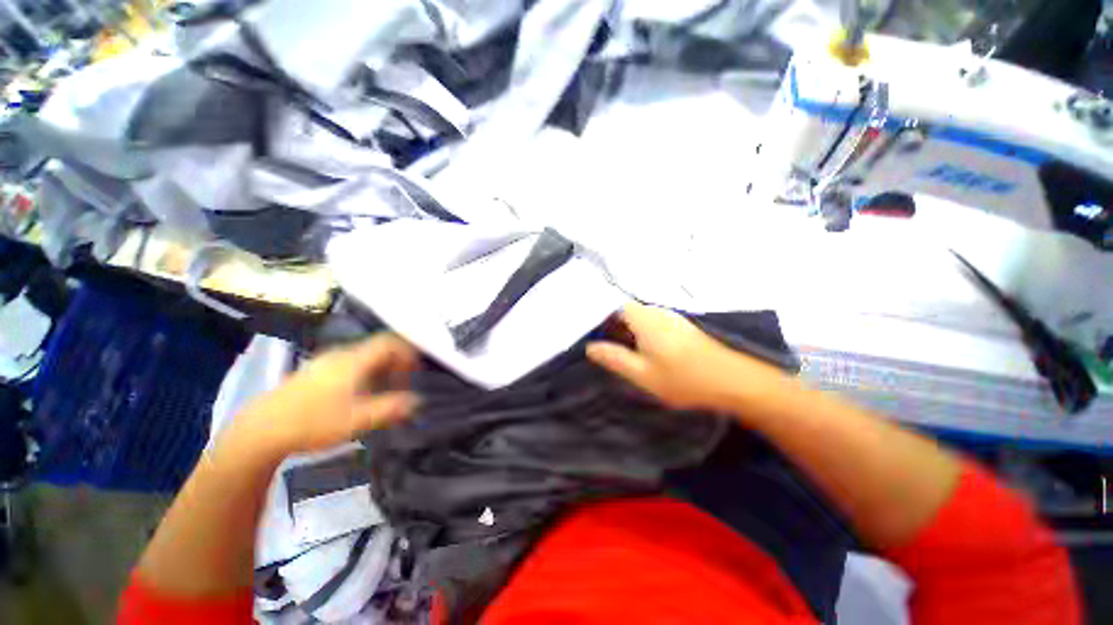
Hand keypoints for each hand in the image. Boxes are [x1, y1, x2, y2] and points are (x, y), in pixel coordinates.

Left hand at [234, 334, 420, 455]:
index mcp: (354, 360)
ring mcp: (324, 362)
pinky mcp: (313, 372)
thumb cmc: (313, 423)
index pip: (389, 342)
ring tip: (384, 391)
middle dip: (397, 363)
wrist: (259, 431)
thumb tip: (418, 400)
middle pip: (378, 348)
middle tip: (403, 383)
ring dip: (380, 369)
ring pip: (363, 356)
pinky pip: (349, 364)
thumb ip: (392, 408)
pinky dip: (364, 373)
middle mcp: (340, 354)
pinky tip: (358, 394)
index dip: (408, 352)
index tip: (416, 371)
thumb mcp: (358, 420)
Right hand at [587, 302, 783, 411]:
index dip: (604, 318)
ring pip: (643, 317)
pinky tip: (649, 353)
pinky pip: (656, 324)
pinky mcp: (684, 327)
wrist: (733, 381)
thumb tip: (590, 347)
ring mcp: (673, 318)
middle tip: (609, 347)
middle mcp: (658, 313)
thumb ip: (615, 358)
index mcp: (645, 319)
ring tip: (626, 352)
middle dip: (616, 326)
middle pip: (629, 311)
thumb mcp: (643, 374)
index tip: (596, 335)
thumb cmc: (684, 378)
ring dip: (631, 331)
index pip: (617, 306)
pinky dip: (646, 334)